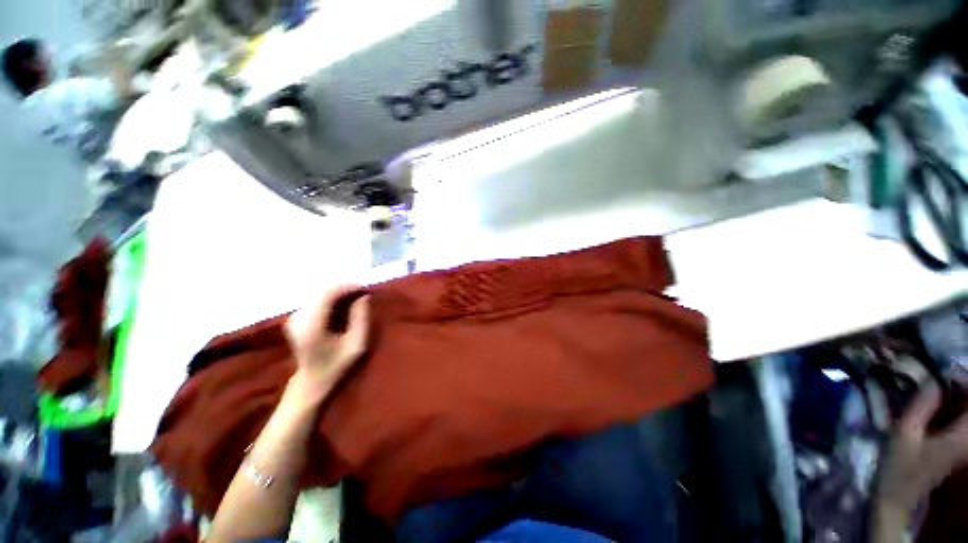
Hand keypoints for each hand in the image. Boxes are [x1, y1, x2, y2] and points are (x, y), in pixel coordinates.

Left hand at [284, 285, 369, 404]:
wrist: (312, 381)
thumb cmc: (338, 364)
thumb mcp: (357, 344)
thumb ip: (361, 319)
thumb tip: (363, 297)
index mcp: (313, 325)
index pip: (328, 294)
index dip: (347, 287)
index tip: (365, 289)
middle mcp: (299, 318)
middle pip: (322, 291)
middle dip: (344, 289)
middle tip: (362, 293)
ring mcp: (295, 318)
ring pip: (318, 294)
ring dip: (338, 293)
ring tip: (354, 299)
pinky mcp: (295, 319)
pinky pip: (315, 300)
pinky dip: (330, 299)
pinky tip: (341, 306)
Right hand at [876, 383, 967, 515]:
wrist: (899, 496)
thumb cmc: (898, 466)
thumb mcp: (903, 435)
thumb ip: (920, 407)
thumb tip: (933, 380)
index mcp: (961, 437)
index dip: (964, 381)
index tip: (946, 370)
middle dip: (960, 388)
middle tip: (940, 377)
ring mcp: (965, 445)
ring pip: (966, 415)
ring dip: (956, 399)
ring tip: (936, 388)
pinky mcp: (958, 447)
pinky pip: (962, 422)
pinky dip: (954, 410)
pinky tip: (937, 406)